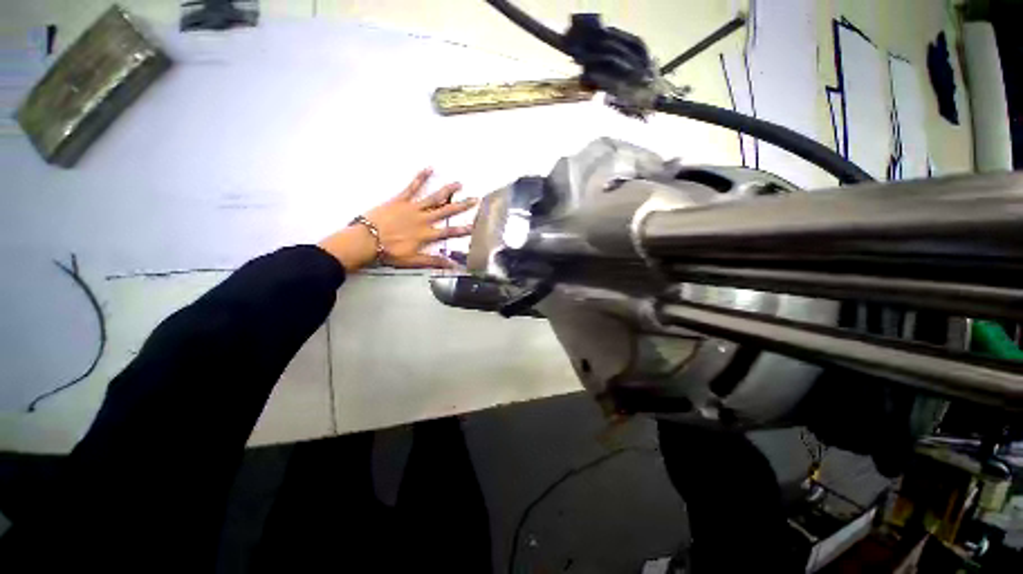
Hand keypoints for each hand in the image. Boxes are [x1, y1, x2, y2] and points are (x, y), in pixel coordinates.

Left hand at [318, 168, 476, 271]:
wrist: (366, 240)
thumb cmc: (389, 252)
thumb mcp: (413, 261)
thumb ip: (433, 261)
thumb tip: (452, 265)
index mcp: (426, 234)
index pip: (449, 232)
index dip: (463, 230)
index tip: (475, 226)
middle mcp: (423, 219)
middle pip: (446, 211)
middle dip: (461, 206)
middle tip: (474, 200)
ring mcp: (413, 207)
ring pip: (434, 197)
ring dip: (447, 190)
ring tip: (458, 183)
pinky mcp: (400, 199)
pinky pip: (412, 186)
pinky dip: (421, 177)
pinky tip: (429, 168)